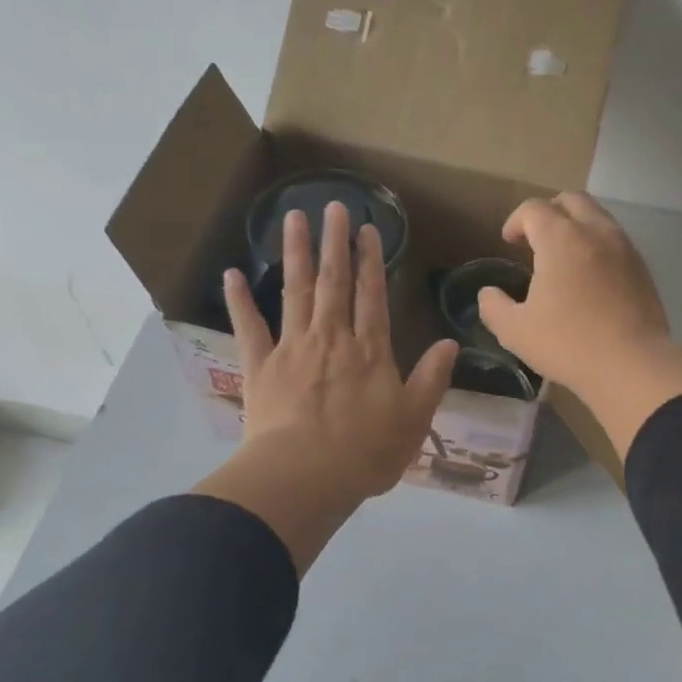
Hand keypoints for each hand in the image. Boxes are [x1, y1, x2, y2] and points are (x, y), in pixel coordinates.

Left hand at [193, 202, 458, 572]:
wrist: (306, 475)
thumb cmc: (366, 453)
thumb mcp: (414, 420)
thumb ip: (431, 379)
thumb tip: (449, 344)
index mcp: (370, 351)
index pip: (372, 296)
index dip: (371, 261)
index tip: (368, 230)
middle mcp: (332, 339)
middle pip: (334, 283)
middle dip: (336, 243)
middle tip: (333, 206)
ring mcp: (292, 348)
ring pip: (296, 292)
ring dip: (296, 254)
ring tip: (294, 218)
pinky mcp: (260, 366)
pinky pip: (248, 327)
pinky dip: (239, 300)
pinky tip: (232, 273)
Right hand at [477, 192, 681, 460]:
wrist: (632, 364)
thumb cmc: (568, 344)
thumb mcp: (515, 331)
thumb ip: (494, 307)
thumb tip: (488, 294)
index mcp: (560, 238)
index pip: (533, 209)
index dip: (516, 221)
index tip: (508, 242)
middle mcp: (595, 231)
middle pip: (570, 200)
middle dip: (548, 213)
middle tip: (535, 241)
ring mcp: (624, 247)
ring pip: (597, 216)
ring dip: (576, 226)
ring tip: (563, 258)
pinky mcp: (642, 267)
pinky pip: (615, 240)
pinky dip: (597, 245)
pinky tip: (590, 276)